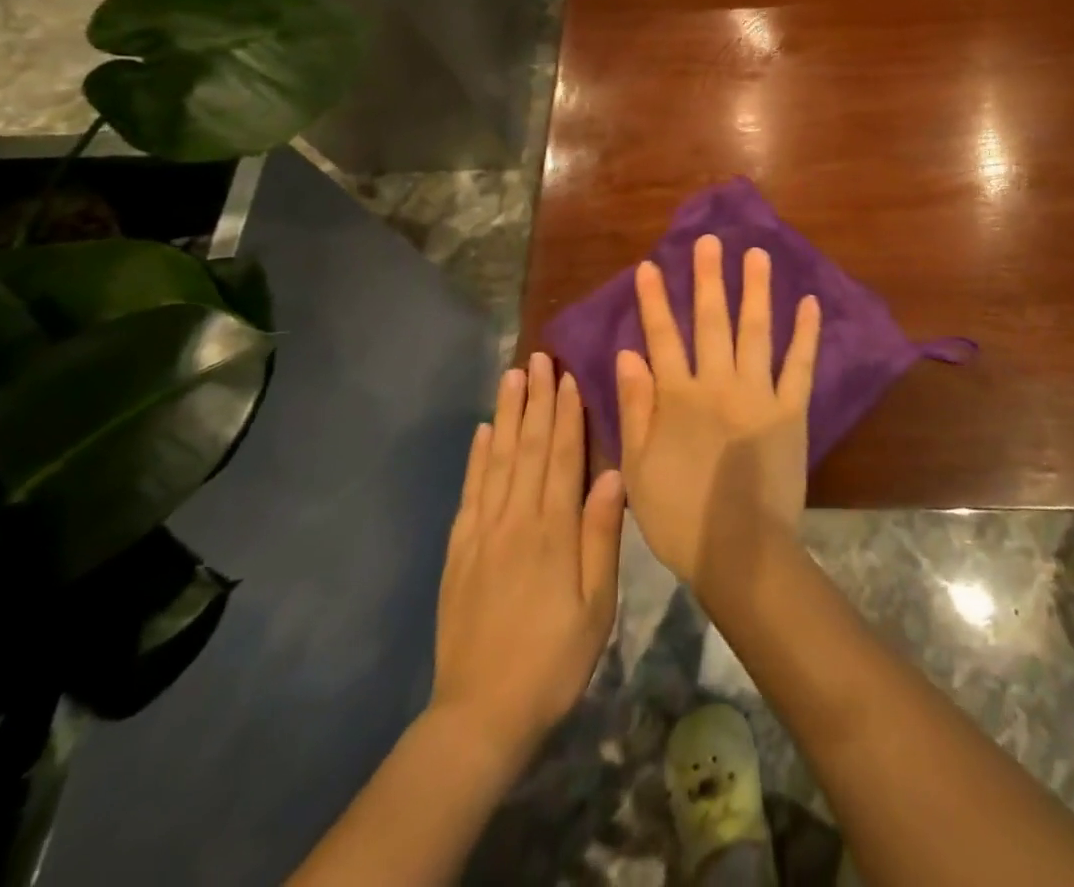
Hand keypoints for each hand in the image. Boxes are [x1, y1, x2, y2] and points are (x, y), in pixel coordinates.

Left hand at [429, 354, 624, 759]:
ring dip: (506, 414)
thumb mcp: (596, 605)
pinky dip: (476, 457)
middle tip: (537, 357)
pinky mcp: (459, 550)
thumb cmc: (553, 659)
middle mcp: (515, 518)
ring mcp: (482, 532)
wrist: (480, 715)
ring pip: (496, 459)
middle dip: (536, 399)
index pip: (561, 455)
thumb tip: (615, 473)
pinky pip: (470, 491)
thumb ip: (602, 535)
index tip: (568, 374)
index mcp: (553, 529)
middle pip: (527, 446)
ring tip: (511, 377)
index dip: (566, 413)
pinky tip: (481, 432)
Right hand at [615, 235, 821, 588]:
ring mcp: (759, 394)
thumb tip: (628, 353)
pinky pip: (800, 365)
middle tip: (709, 242)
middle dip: (708, 278)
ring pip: (755, 331)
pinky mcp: (791, 411)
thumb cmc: (680, 515)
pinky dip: (805, 334)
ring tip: (756, 255)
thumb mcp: (637, 467)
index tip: (650, 266)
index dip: (654, 301)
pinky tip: (808, 303)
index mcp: (678, 397)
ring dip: (754, 291)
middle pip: (711, 321)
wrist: (740, 552)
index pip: (662, 337)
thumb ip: (635, 406)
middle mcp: (718, 384)